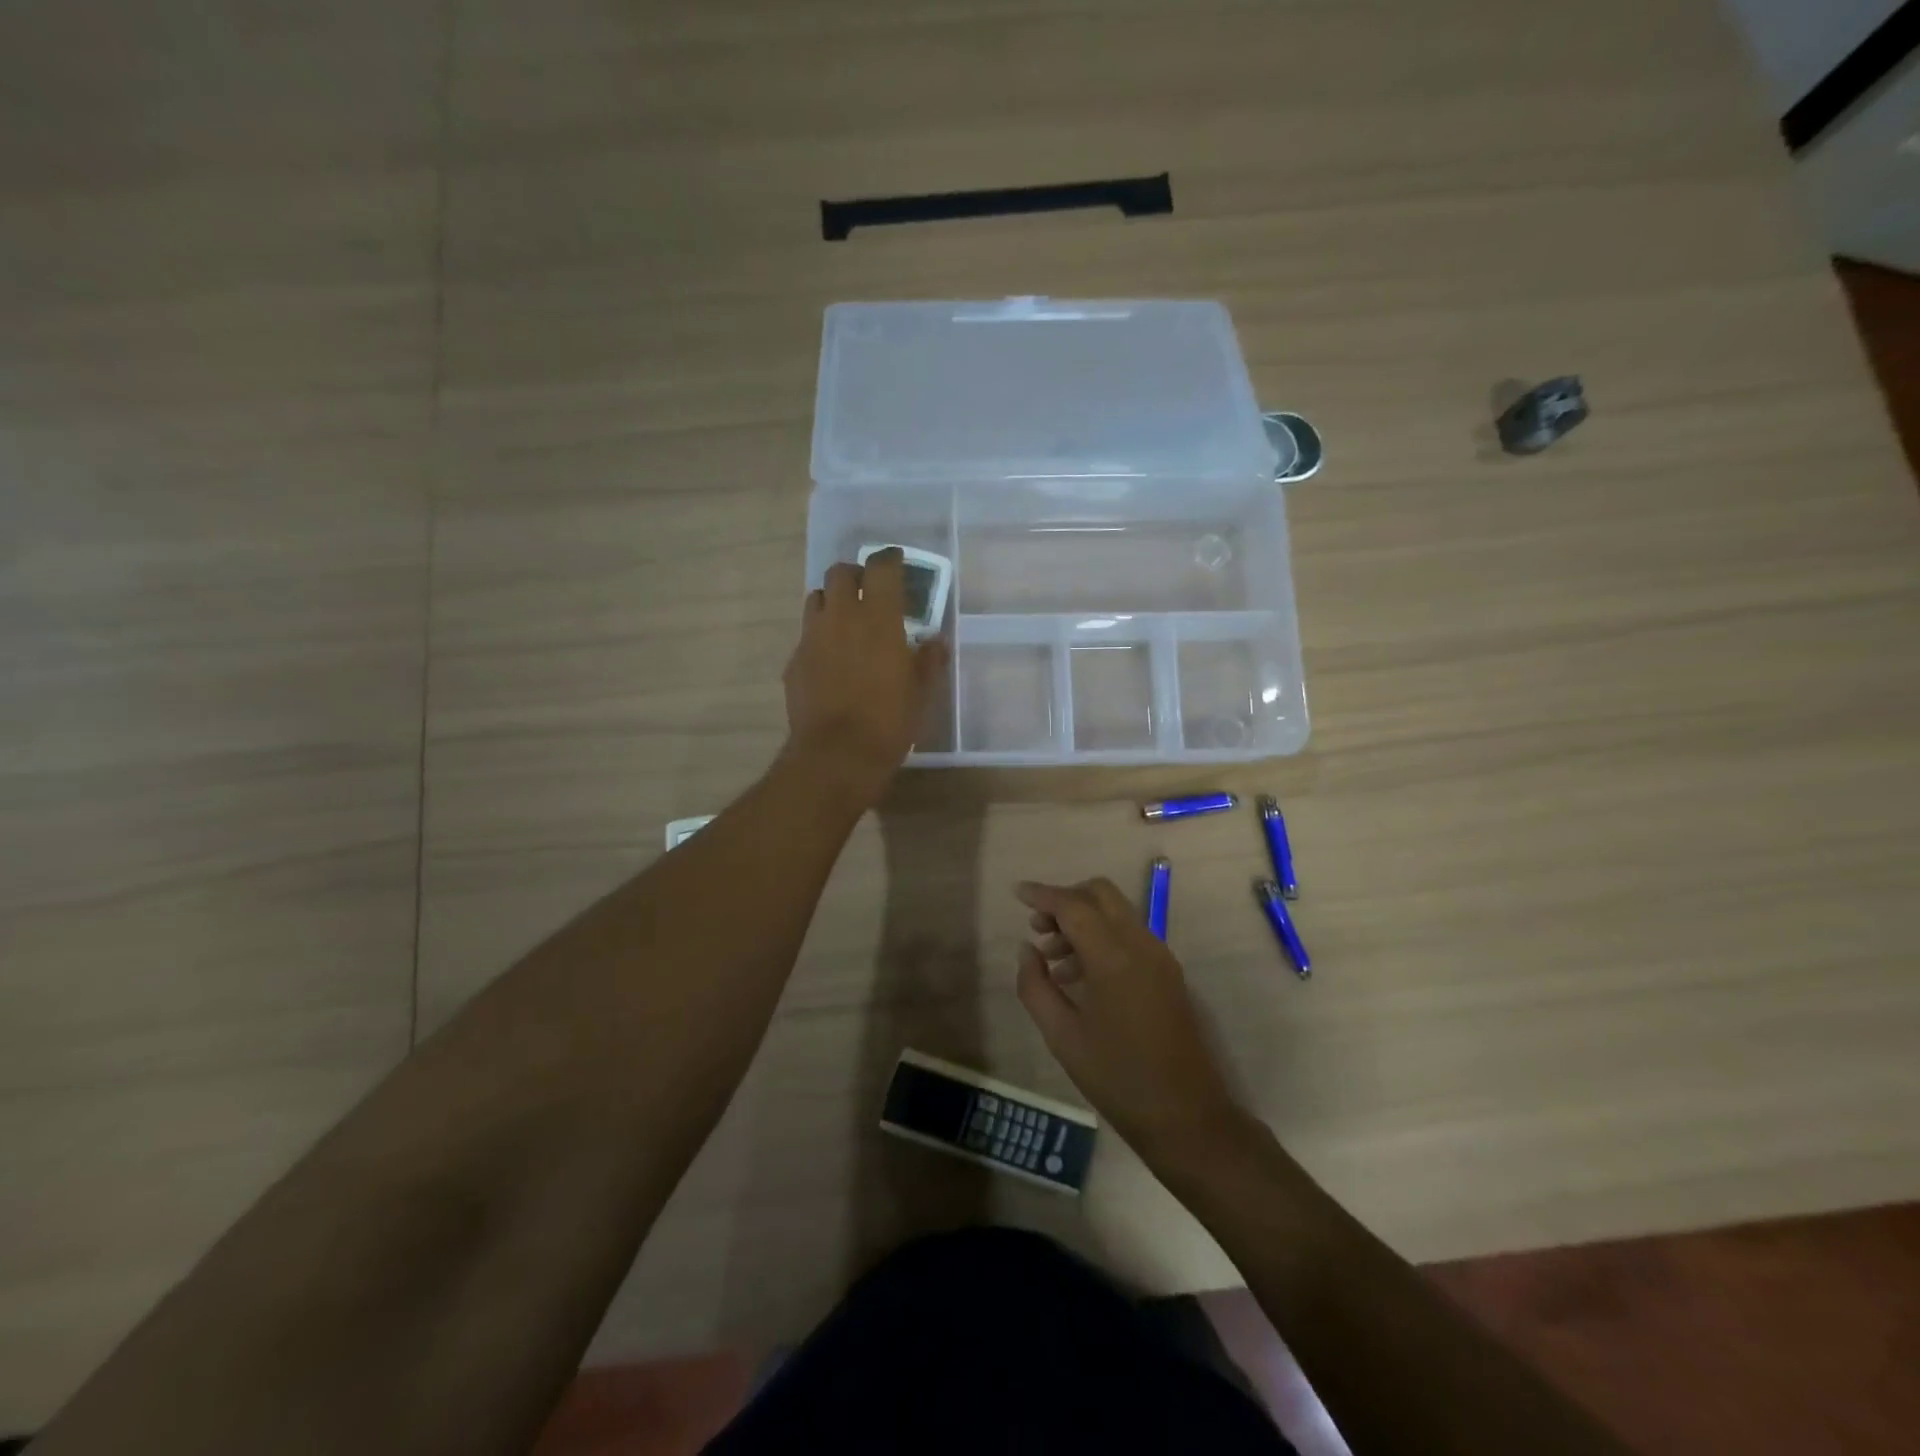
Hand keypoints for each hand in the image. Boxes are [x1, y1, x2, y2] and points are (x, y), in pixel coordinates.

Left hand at [783, 549, 947, 802]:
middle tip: (870, 592)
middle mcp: (841, 616)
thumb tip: (935, 640)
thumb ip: (930, 659)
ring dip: (833, 600)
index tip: (897, 563)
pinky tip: (831, 660)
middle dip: (856, 575)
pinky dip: (820, 636)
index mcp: (879, 617)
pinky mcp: (794, 661)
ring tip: (847, 621)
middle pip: (841, 572)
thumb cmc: (889, 721)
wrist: (836, 755)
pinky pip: (807, 635)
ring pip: (817, 598)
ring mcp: (812, 637)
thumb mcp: (923, 691)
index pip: (881, 566)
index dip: (890, 559)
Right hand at [1015, 879, 1249, 1169]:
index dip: (1043, 894)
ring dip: (1084, 919)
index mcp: (1113, 957)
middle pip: (1101, 894)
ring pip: (1117, 912)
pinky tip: (1080, 975)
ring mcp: (1160, 956)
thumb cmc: (1117, 1078)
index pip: (1073, 906)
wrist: (1186, 1116)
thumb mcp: (1062, 1036)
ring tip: (1052, 957)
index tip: (1018, 893)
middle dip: (1066, 899)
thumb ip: (1036, 986)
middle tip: (1039, 927)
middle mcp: (1141, 944)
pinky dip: (1102, 936)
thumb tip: (1027, 950)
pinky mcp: (1168, 972)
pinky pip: (1130, 935)